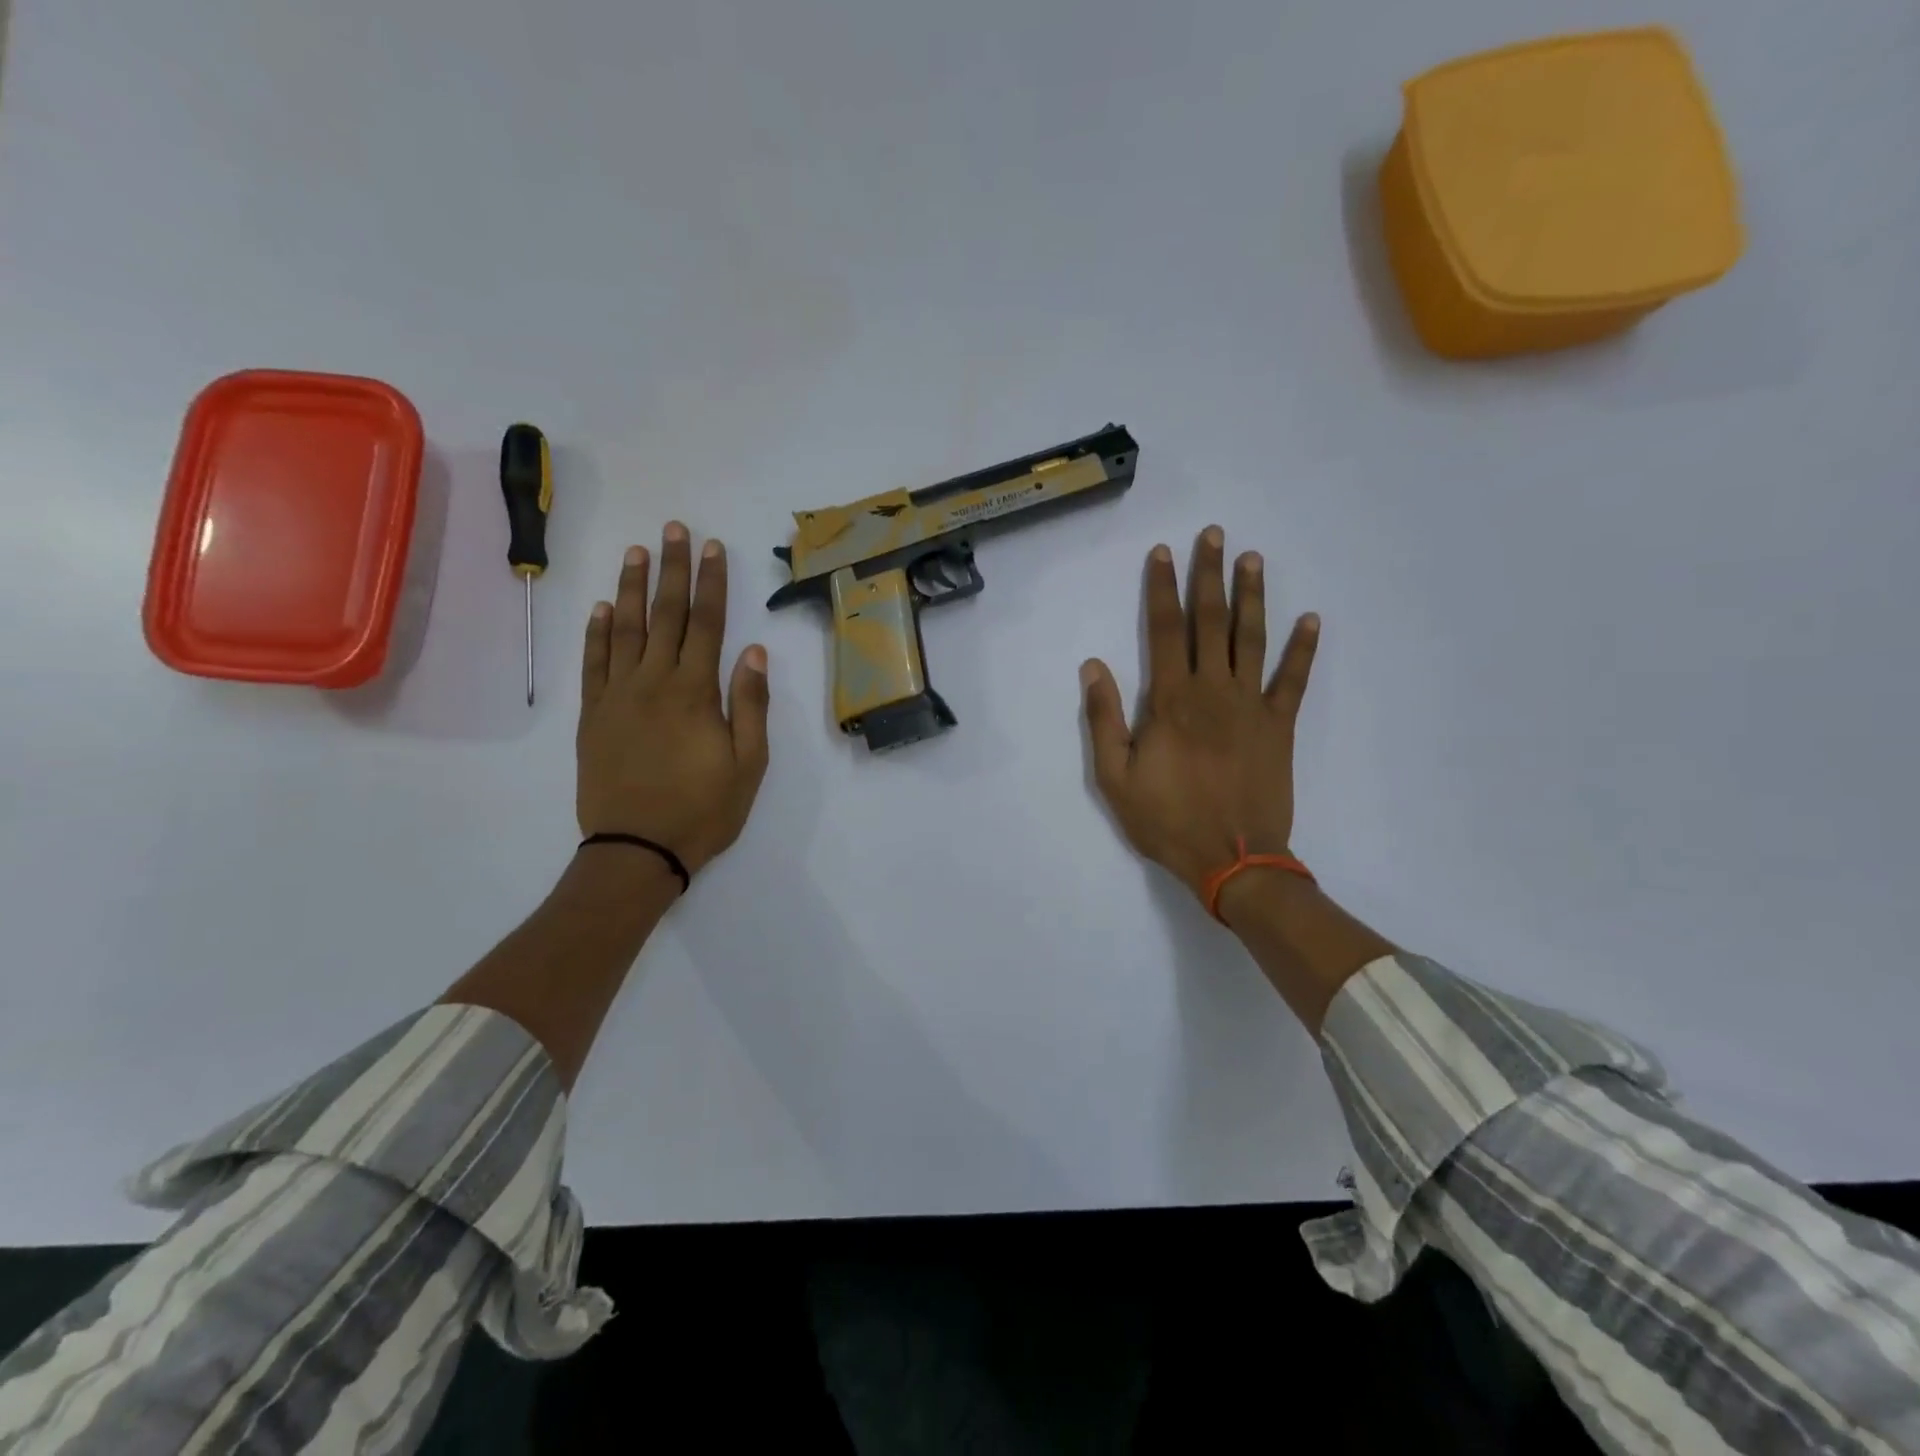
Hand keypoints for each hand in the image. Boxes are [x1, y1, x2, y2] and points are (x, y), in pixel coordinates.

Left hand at [577, 522, 770, 876]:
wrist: (636, 849)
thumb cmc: (703, 810)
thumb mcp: (748, 764)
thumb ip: (750, 705)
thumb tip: (754, 651)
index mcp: (694, 692)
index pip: (706, 624)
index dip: (711, 583)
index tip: (713, 548)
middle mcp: (653, 682)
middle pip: (664, 615)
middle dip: (672, 570)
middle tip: (674, 529)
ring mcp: (617, 696)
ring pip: (624, 629)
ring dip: (631, 588)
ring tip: (636, 552)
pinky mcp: (593, 716)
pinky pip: (593, 663)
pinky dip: (596, 633)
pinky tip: (601, 608)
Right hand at [1081, 526, 1319, 901]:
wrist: (1232, 859)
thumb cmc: (1165, 819)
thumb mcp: (1114, 777)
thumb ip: (1103, 718)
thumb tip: (1092, 666)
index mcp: (1170, 700)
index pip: (1163, 630)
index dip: (1161, 589)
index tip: (1162, 553)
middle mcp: (1213, 690)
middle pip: (1210, 621)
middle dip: (1209, 575)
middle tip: (1214, 535)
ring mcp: (1252, 706)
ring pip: (1252, 639)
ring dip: (1253, 596)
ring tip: (1254, 559)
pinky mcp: (1280, 726)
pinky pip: (1294, 680)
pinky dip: (1303, 649)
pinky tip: (1311, 619)